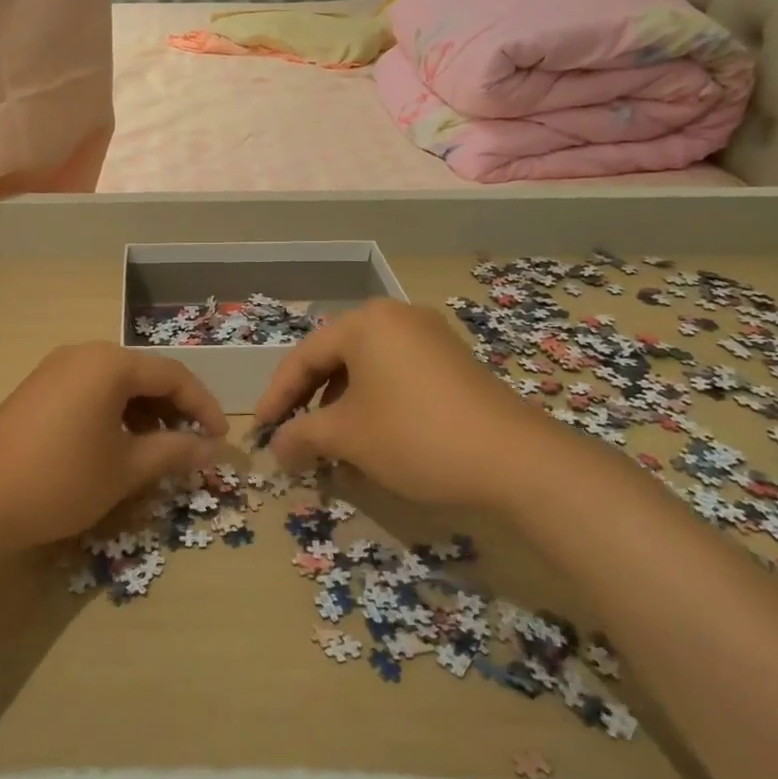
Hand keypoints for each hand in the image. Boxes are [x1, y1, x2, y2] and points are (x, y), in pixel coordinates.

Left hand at [0, 341, 228, 550]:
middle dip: (174, 408)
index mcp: (110, 363)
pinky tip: (116, 445)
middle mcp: (84, 354)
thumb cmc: (62, 479)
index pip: (173, 375)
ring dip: (144, 411)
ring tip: (157, 449)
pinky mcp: (37, 388)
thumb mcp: (126, 468)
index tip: (221, 439)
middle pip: (144, 374)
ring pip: (116, 383)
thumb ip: (174, 452)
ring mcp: (55, 368)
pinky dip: (114, 412)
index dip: (203, 406)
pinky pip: (90, 390)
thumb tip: (213, 450)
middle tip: (192, 444)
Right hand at [252, 299, 553, 507]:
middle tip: (294, 438)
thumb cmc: (415, 436)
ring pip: (367, 371)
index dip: (277, 396)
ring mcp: (430, 338)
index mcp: (366, 322)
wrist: (516, 460)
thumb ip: (302, 436)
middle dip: (311, 403)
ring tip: (334, 449)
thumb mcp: (348, 437)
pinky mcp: (453, 363)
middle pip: (335, 360)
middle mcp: (397, 318)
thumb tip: (275, 448)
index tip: (262, 431)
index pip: (304, 356)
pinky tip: (373, 443)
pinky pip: (397, 377)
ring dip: (343, 409)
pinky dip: (376, 406)